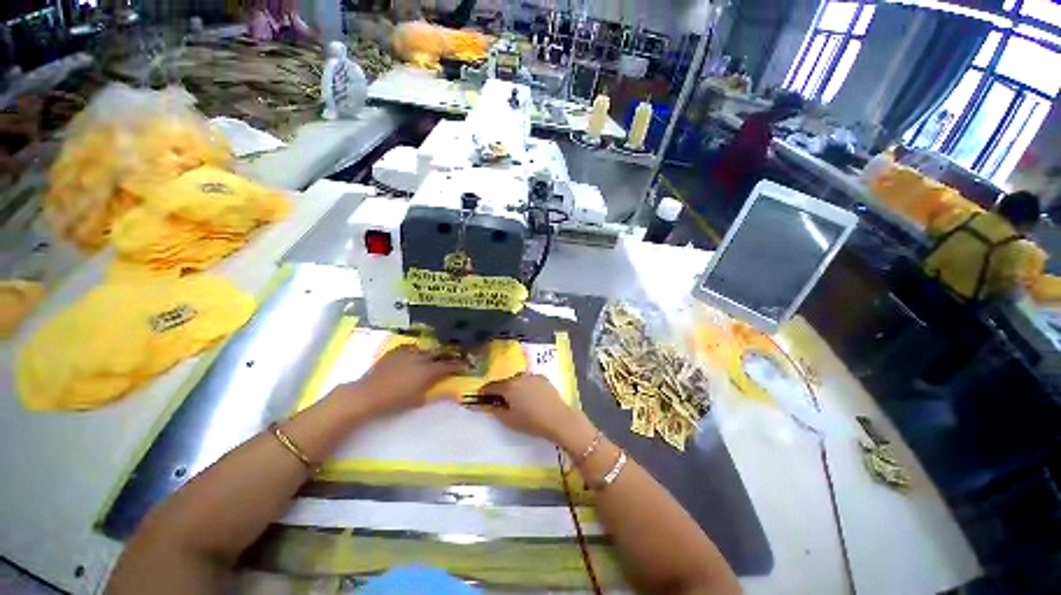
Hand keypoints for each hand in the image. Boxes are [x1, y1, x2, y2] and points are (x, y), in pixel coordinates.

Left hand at [339, 345, 465, 419]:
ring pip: (425, 349)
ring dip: (431, 353)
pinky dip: (415, 350)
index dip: (458, 365)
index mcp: (429, 371)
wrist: (368, 395)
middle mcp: (421, 358)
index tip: (465, 365)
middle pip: (439, 353)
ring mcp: (407, 353)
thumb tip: (455, 395)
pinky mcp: (395, 352)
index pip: (448, 366)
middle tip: (450, 360)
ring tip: (431, 358)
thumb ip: (438, 395)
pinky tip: (413, 354)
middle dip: (446, 356)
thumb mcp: (419, 401)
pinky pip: (410, 347)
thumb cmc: (395, 402)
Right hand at [475, 373, 595, 449]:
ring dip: (514, 388)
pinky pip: (529, 381)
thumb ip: (495, 410)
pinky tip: (531, 398)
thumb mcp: (509, 420)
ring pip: (518, 380)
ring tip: (518, 401)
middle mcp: (519, 376)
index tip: (480, 397)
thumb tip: (489, 405)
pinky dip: (526, 387)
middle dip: (501, 391)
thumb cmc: (531, 421)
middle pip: (505, 382)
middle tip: (501, 402)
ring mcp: (532, 376)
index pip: (491, 386)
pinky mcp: (543, 378)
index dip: (484, 392)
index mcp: (509, 386)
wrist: (558, 419)